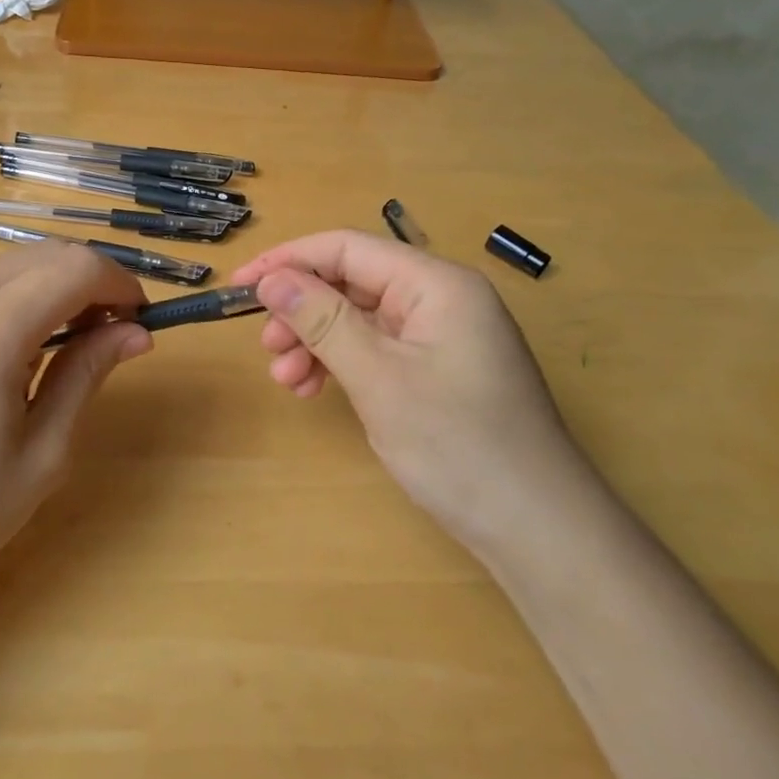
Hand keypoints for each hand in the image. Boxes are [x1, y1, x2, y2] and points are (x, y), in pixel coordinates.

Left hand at [0, 244, 151, 600]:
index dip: (119, 284)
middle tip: (109, 332)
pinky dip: (5, 303)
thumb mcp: (43, 452)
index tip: (139, 320)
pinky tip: (5, 356)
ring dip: (47, 288)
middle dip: (87, 280)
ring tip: (62, 344)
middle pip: (40, 256)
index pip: (75, 268)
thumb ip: (88, 375)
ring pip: (2, 269)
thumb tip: (135, 333)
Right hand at [232, 230, 585, 547]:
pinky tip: (314, 389)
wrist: (538, 531)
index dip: (289, 260)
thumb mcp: (378, 377)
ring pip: (360, 318)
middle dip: (302, 309)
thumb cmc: (457, 445)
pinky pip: (377, 348)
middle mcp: (441, 298)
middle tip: (266, 347)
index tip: (241, 285)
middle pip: (353, 282)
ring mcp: (442, 335)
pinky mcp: (439, 369)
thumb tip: (271, 279)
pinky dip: (341, 363)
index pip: (348, 248)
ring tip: (287, 379)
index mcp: (437, 283)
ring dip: (316, 341)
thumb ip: (321, 319)